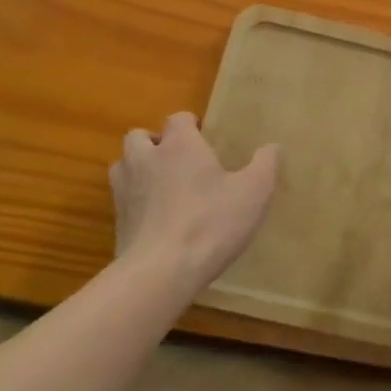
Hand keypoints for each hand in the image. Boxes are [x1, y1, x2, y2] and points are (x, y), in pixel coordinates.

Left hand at [110, 113, 278, 295]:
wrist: (161, 272)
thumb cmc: (211, 222)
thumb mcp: (253, 193)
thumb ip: (265, 165)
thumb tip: (273, 147)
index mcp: (179, 144)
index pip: (178, 118)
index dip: (191, 125)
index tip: (206, 139)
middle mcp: (146, 158)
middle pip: (140, 136)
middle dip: (156, 143)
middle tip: (179, 160)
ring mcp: (125, 189)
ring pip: (124, 164)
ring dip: (139, 168)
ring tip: (162, 185)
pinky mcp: (117, 220)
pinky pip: (122, 198)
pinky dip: (135, 201)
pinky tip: (155, 218)